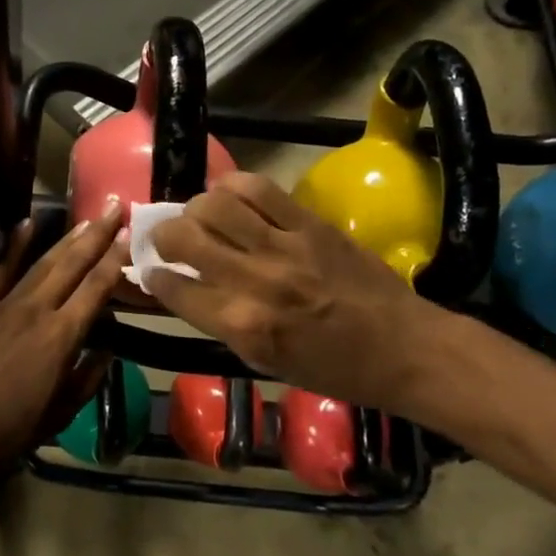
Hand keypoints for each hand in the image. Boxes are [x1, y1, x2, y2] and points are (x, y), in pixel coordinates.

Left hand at [0, 204, 128, 467]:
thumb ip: (86, 378)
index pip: (96, 289)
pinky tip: (27, 224)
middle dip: (97, 235)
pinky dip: (12, 246)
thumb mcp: (60, 413)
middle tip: (114, 207)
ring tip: (86, 218)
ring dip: (66, 238)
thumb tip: (106, 350)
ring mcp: (4, 305)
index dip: (114, 259)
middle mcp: (37, 311)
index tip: (128, 234)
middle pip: (72, 265)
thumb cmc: (10, 431)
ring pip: (41, 263)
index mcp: (62, 338)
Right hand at [148, 171, 441, 406]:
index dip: (154, 276)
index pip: (175, 288)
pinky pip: (259, 189)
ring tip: (200, 216)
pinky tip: (230, 197)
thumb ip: (221, 322)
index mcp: (244, 325)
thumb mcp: (266, 361)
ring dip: (195, 207)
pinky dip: (233, 186)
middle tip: (168, 239)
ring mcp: (285, 247)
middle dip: (163, 235)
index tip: (151, 271)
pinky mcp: (310, 223)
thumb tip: (186, 288)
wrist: (404, 348)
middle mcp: (257, 281)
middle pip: (185, 237)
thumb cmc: (333, 368)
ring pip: (216, 204)